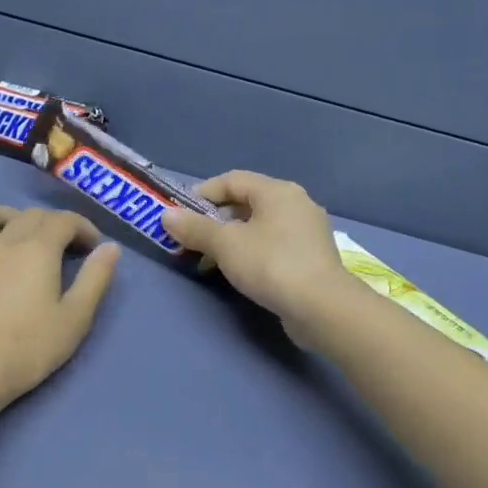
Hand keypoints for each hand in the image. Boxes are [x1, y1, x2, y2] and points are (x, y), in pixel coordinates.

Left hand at [0, 206, 120, 415]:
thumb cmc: (29, 348)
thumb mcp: (75, 318)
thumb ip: (95, 279)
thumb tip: (110, 248)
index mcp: (36, 249)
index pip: (63, 220)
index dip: (83, 227)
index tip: (94, 247)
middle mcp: (3, 242)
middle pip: (30, 215)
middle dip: (54, 223)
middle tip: (69, 248)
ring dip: (10, 217)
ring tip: (23, 238)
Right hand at [162, 172, 353, 342]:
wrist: (321, 307)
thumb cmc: (271, 264)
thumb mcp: (225, 244)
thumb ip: (195, 228)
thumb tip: (166, 215)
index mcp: (277, 191)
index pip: (231, 180)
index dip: (202, 194)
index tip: (180, 215)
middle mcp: (296, 203)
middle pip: (246, 203)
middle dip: (214, 221)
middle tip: (191, 240)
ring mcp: (307, 231)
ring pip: (259, 226)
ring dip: (231, 240)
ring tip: (209, 262)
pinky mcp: (311, 257)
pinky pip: (273, 245)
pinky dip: (251, 252)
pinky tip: (238, 272)